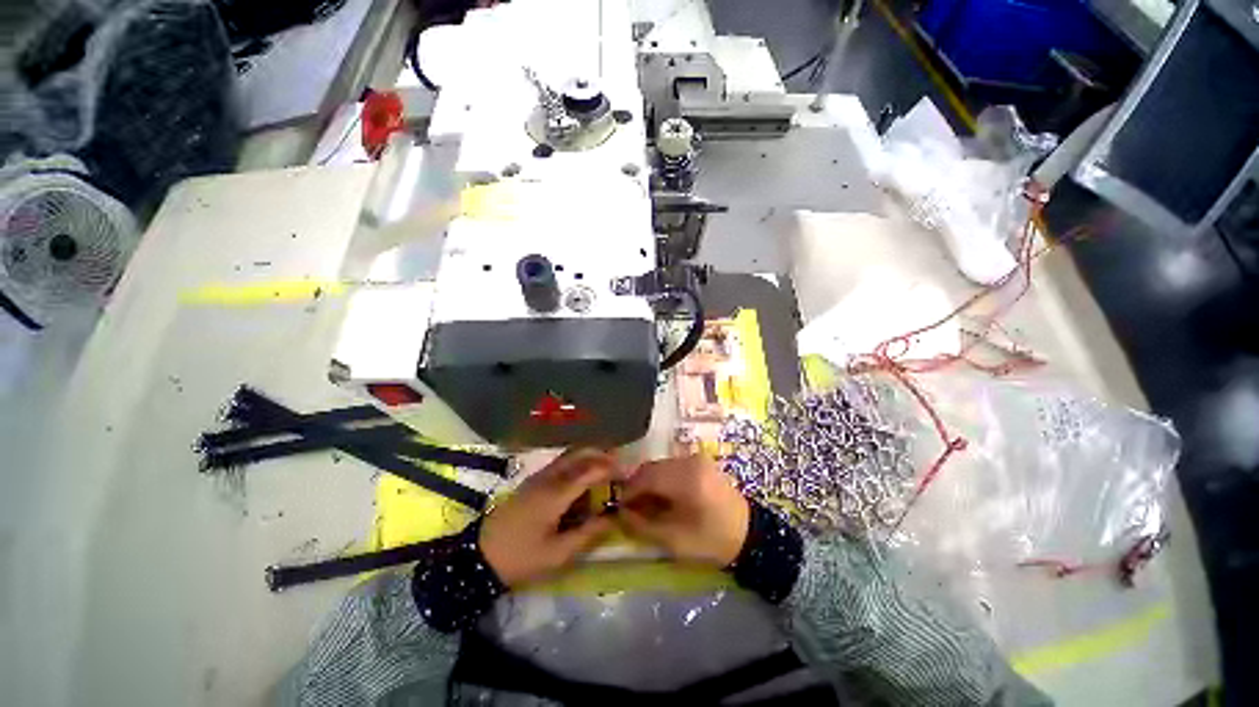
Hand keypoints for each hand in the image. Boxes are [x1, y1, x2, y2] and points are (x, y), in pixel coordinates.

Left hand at [480, 449, 616, 586]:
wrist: (478, 557)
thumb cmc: (520, 558)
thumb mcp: (558, 554)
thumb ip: (588, 534)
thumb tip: (613, 517)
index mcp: (556, 493)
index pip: (590, 470)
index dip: (611, 468)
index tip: (628, 473)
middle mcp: (548, 477)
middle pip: (579, 453)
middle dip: (601, 454)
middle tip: (618, 466)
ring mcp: (538, 477)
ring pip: (569, 456)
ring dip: (589, 457)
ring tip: (605, 471)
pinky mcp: (532, 482)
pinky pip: (560, 464)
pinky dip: (577, 464)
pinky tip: (582, 480)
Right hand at [619, 454, 749, 567]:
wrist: (749, 534)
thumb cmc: (712, 541)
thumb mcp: (675, 541)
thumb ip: (643, 526)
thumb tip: (620, 513)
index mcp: (686, 478)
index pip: (646, 477)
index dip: (628, 492)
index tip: (618, 508)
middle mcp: (689, 461)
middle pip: (651, 468)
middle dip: (637, 486)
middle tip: (630, 508)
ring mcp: (696, 458)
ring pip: (660, 466)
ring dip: (649, 482)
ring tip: (646, 504)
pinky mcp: (700, 462)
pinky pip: (671, 466)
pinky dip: (662, 479)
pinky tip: (663, 497)